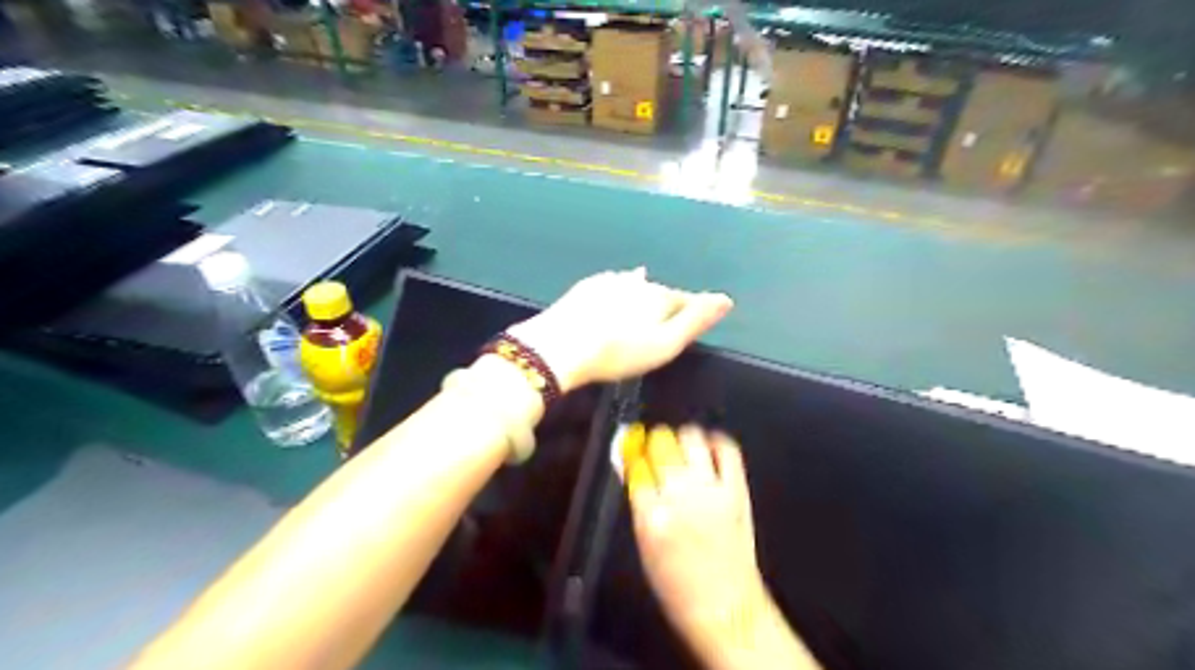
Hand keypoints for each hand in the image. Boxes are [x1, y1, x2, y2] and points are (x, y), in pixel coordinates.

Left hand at [509, 267, 733, 391]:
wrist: (560, 346)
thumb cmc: (618, 352)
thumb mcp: (665, 345)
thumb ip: (695, 321)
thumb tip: (726, 299)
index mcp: (660, 297)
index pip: (686, 300)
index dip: (696, 308)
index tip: (706, 312)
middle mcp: (638, 282)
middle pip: (661, 292)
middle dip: (667, 303)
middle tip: (670, 317)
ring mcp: (610, 282)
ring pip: (636, 286)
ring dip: (643, 294)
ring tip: (647, 301)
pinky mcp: (587, 287)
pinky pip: (612, 285)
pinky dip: (619, 290)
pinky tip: (616, 291)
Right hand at [626, 423, 765, 637]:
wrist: (727, 608)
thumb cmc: (676, 585)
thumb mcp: (645, 545)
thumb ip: (638, 500)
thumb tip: (627, 463)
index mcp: (652, 516)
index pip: (635, 463)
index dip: (632, 451)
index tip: (633, 449)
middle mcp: (680, 496)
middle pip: (661, 443)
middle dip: (655, 442)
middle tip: (658, 451)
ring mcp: (711, 490)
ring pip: (691, 438)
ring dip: (682, 439)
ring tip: (683, 450)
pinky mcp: (737, 490)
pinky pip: (727, 449)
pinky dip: (716, 442)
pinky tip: (708, 448)